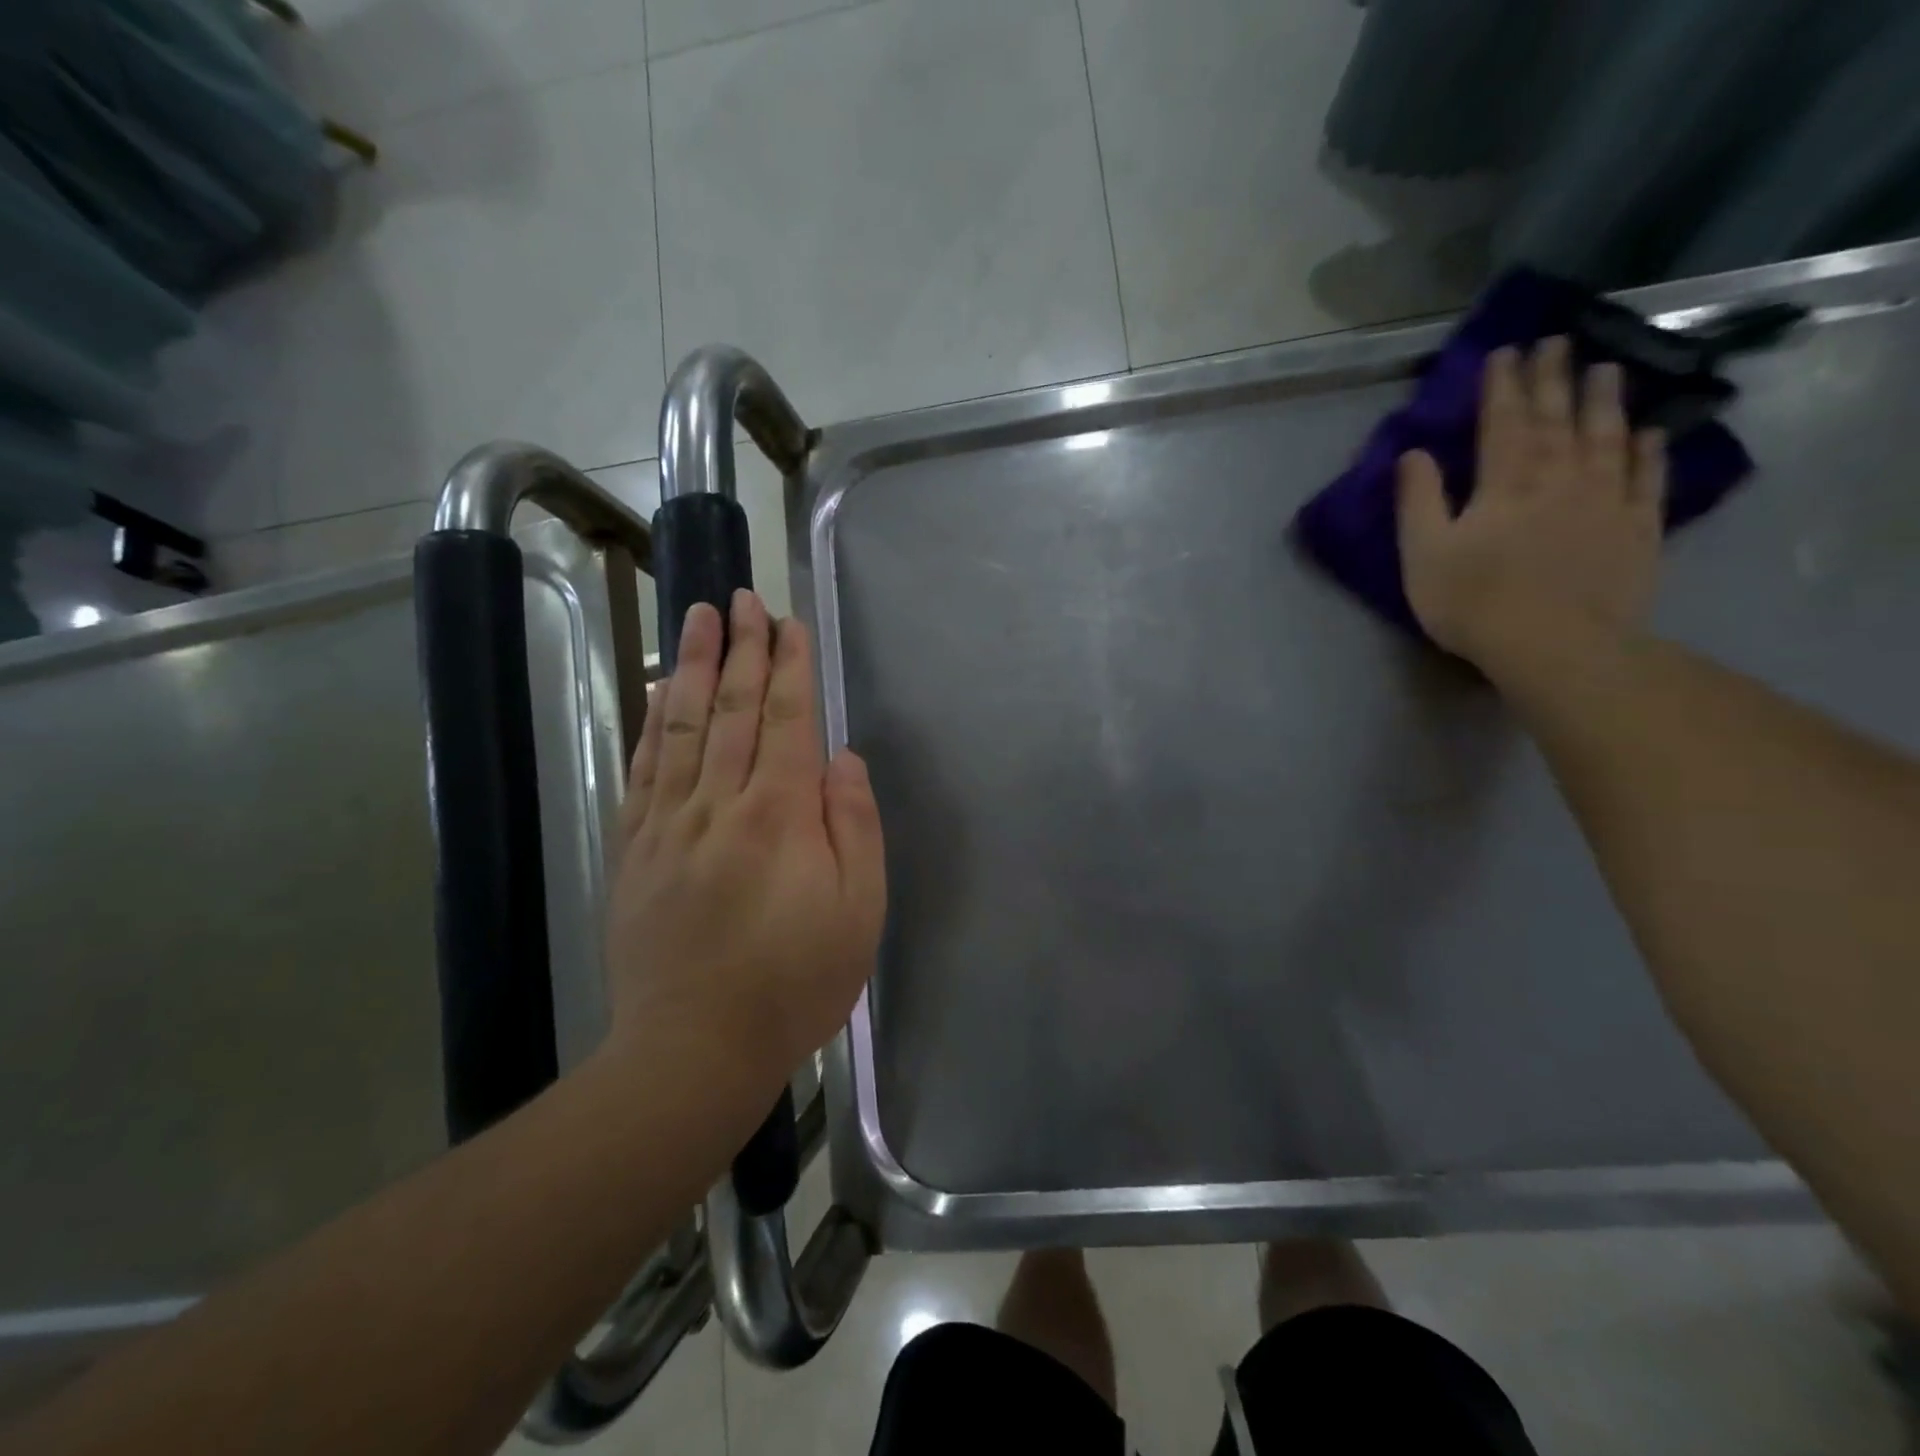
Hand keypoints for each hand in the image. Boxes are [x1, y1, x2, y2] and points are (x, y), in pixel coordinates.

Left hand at [605, 591, 885, 1097]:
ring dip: (690, 664)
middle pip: (730, 708)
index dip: (788, 666)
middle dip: (740, 647)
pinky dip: (650, 721)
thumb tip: (843, 759)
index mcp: (780, 815)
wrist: (695, 1048)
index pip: (785, 720)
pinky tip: (654, 690)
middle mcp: (719, 804)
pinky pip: (644, 768)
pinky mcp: (634, 848)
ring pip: (680, 725)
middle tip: (742, 597)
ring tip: (697, 616)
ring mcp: (668, 824)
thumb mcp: (860, 911)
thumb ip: (855, 826)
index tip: (789, 621)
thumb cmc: (795, 982)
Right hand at [1396, 337, 1667, 669]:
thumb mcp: (1424, 554)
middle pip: (1557, 418)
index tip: (1506, 352)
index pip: (1503, 422)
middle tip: (1558, 342)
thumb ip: (1418, 501)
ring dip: (1605, 401)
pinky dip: (1648, 452)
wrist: (1556, 645)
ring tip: (1607, 369)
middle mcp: (1560, 477)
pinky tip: (1649, 433)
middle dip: (1554, 379)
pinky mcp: (1637, 528)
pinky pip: (1646, 479)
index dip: (1503, 385)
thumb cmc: (1473, 601)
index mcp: (1504, 483)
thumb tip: (1413, 454)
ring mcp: (1605, 500)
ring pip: (1607, 437)